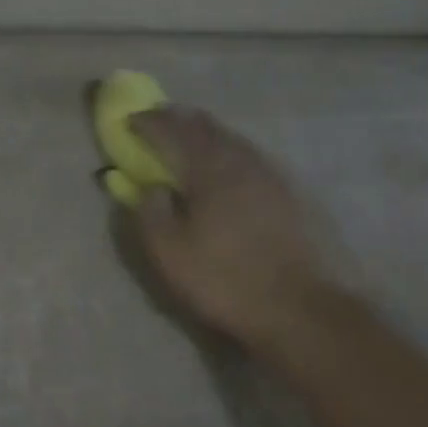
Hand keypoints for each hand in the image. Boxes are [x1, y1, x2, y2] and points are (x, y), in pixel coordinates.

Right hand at [128, 107, 344, 354]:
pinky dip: (229, 150)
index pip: (172, 132)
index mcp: (208, 170)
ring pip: (232, 139)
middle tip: (159, 119)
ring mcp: (270, 174)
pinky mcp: (289, 192)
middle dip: (179, 119)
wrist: (299, 307)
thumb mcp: (170, 253)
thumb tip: (150, 187)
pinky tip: (227, 164)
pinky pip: (250, 156)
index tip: (129, 120)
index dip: (148, 123)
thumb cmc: (224, 280)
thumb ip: (151, 213)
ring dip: (206, 133)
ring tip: (190, 136)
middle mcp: (240, 161)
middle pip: (206, 127)